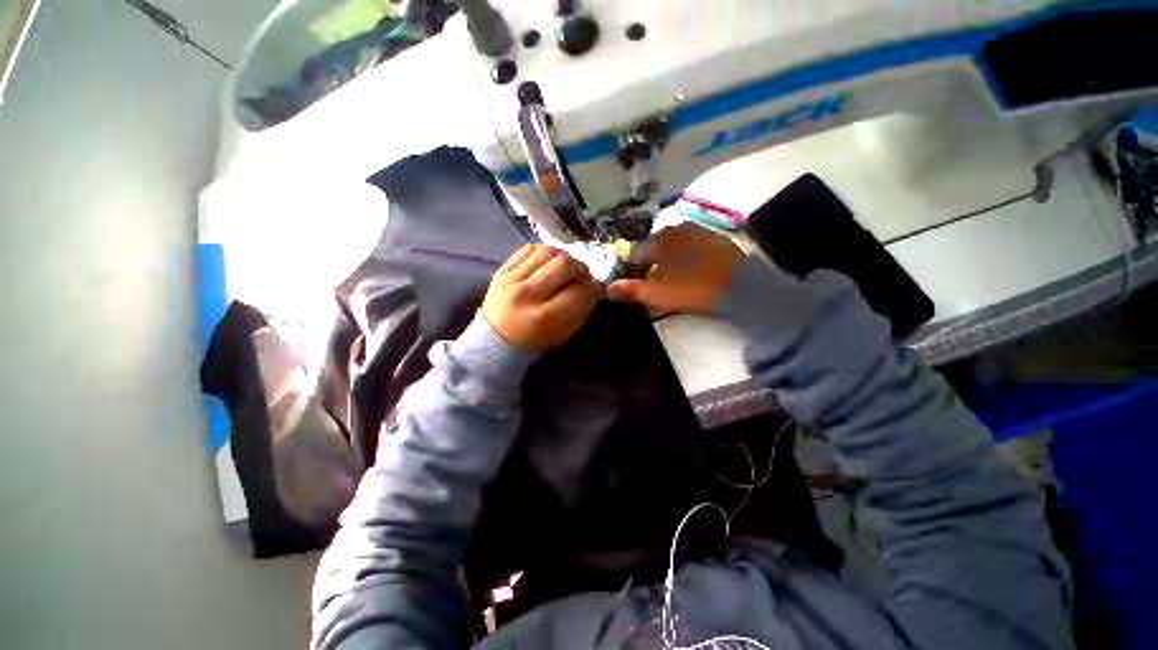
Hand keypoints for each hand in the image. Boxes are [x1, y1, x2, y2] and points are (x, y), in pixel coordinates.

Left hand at [482, 245, 602, 351]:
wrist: (494, 341)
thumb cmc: (534, 342)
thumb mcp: (562, 335)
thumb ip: (581, 311)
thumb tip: (595, 288)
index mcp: (543, 318)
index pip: (578, 292)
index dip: (593, 289)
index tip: (596, 289)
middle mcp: (526, 295)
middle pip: (564, 265)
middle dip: (581, 269)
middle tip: (582, 276)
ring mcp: (511, 280)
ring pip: (547, 252)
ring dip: (564, 258)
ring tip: (567, 268)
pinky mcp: (502, 270)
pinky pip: (529, 249)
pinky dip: (545, 252)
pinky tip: (549, 262)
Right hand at [608, 222, 745, 313]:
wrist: (743, 285)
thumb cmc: (693, 289)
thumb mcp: (658, 294)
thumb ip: (632, 290)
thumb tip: (608, 289)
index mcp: (658, 241)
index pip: (635, 252)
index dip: (629, 266)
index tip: (629, 277)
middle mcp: (675, 229)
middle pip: (654, 248)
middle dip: (650, 263)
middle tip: (654, 282)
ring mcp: (697, 231)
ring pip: (673, 246)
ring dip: (668, 260)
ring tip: (673, 278)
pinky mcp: (714, 237)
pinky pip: (690, 246)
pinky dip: (685, 256)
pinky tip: (691, 270)